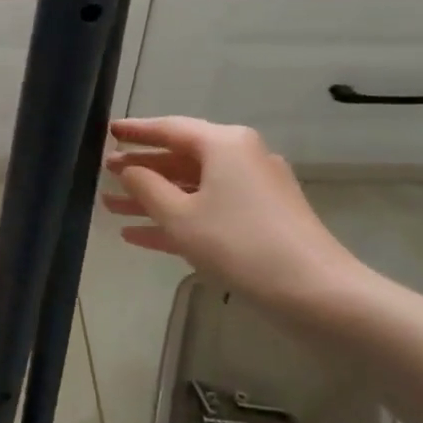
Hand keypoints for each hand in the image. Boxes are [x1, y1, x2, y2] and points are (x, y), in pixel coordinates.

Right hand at [101, 117, 365, 313]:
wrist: (317, 293)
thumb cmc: (239, 244)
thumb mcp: (180, 216)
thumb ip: (146, 187)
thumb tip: (130, 170)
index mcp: (224, 144)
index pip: (169, 128)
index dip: (136, 131)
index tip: (108, 131)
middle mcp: (241, 157)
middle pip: (180, 157)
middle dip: (141, 168)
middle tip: (104, 172)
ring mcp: (254, 190)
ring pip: (192, 187)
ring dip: (153, 198)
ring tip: (111, 207)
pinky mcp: (261, 219)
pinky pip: (208, 209)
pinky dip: (177, 218)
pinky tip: (139, 235)